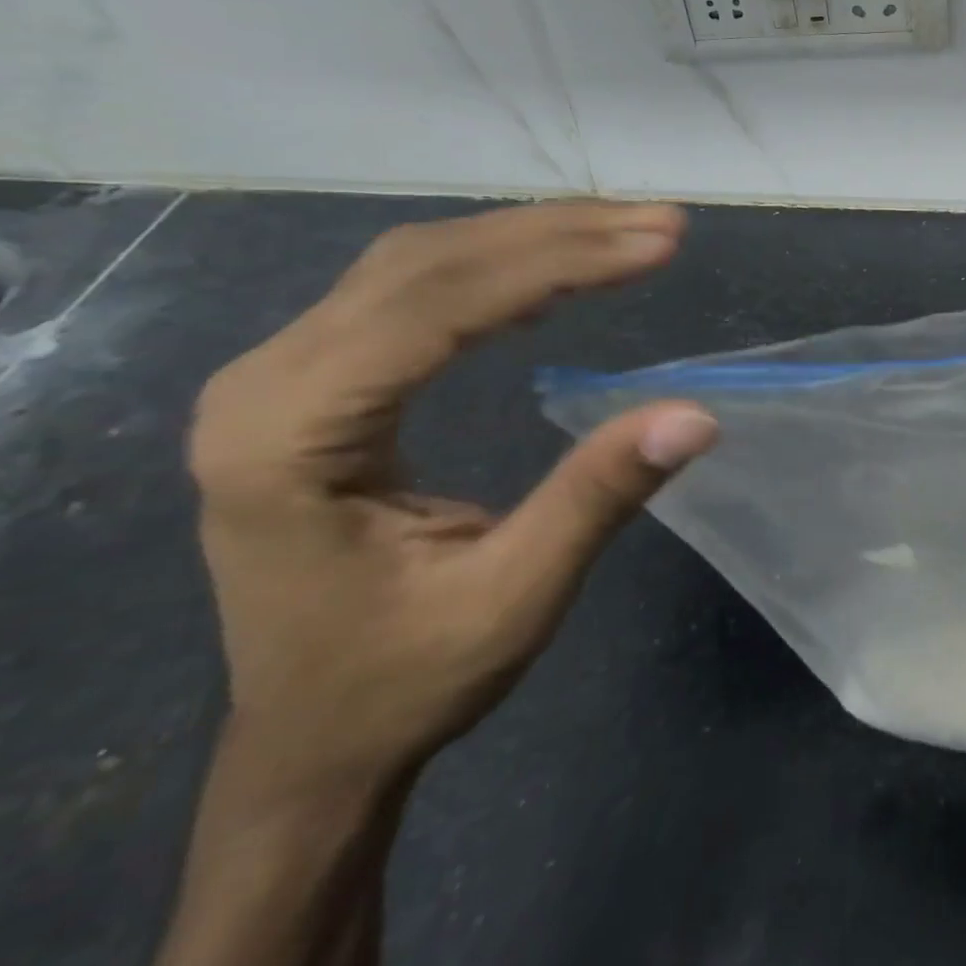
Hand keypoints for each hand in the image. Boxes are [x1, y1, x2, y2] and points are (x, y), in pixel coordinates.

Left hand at [187, 202, 719, 791]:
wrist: (313, 740)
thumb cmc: (404, 680)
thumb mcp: (514, 599)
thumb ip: (598, 496)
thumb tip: (697, 415)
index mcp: (289, 438)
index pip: (436, 307)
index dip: (559, 264)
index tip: (659, 245)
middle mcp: (267, 382)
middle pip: (428, 265)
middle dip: (559, 235)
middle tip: (662, 226)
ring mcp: (284, 375)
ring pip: (420, 262)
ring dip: (534, 237)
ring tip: (629, 231)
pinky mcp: (318, 379)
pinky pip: (413, 289)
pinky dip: (499, 265)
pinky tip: (557, 269)